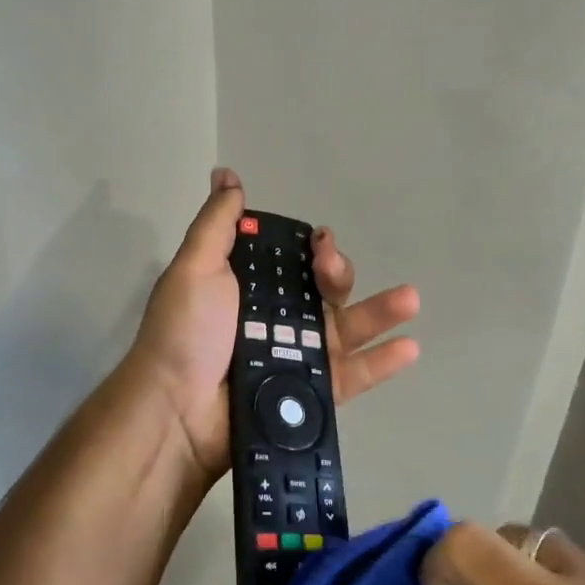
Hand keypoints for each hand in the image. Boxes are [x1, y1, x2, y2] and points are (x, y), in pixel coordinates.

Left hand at [129, 167, 420, 480]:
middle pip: (324, 291)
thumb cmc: (185, 333)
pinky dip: (381, 363)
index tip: (320, 241)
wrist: (175, 411)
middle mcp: (276, 320)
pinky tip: (409, 347)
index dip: (312, 248)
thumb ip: (217, 223)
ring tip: (409, 299)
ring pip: (346, 329)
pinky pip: (351, 376)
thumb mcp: (195, 267)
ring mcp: (296, 358)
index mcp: (250, 289)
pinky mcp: (310, 395)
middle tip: (331, 271)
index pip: (293, 261)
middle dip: (338, 274)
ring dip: (380, 312)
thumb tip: (226, 174)